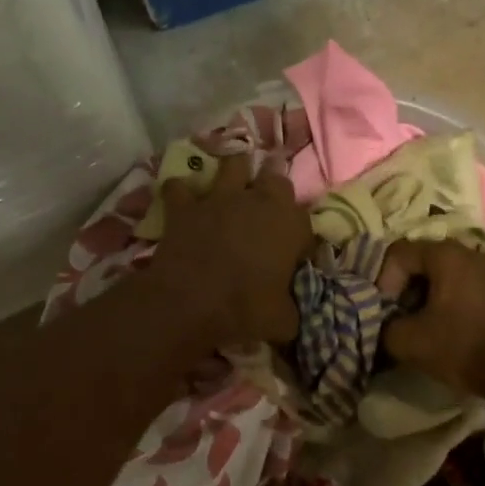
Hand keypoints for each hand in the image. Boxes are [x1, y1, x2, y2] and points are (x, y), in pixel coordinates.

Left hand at [149, 152, 309, 344]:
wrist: (189, 302)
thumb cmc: (245, 309)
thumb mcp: (282, 321)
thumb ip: (291, 309)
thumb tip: (291, 315)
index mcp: (291, 225)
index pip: (306, 220)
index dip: (299, 236)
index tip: (293, 254)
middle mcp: (260, 201)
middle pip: (276, 178)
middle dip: (273, 189)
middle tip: (267, 211)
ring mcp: (220, 197)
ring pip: (234, 164)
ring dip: (234, 173)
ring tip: (231, 187)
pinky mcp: (186, 205)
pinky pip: (179, 187)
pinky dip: (180, 192)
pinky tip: (181, 200)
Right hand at [377, 240, 484, 395]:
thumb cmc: (461, 346)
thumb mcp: (408, 341)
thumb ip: (384, 327)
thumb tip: (384, 325)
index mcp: (446, 254)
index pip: (399, 254)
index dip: (383, 281)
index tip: (385, 311)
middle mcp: (470, 253)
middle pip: (423, 262)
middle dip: (404, 289)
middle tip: (399, 317)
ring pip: (445, 276)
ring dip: (426, 297)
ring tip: (422, 326)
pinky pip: (466, 288)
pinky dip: (450, 303)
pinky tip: (449, 330)